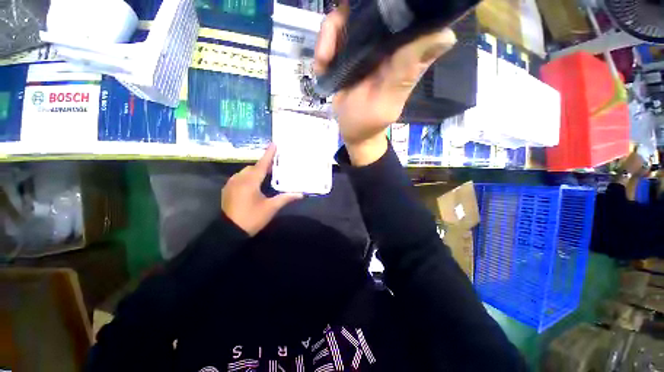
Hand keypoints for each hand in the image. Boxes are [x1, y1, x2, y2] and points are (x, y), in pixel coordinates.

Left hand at [221, 144, 302, 235]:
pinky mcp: (228, 189)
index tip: (274, 144)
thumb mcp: (270, 208)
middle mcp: (239, 179)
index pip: (262, 164)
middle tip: (275, 166)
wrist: (229, 231)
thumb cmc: (252, 218)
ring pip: (246, 172)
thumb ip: (285, 198)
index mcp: (250, 182)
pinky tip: (254, 183)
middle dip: (264, 165)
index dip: (269, 154)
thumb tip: (301, 194)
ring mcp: (231, 183)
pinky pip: (240, 177)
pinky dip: (248, 176)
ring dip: (256, 171)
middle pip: (254, 167)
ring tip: (266, 175)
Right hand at [314, 2, 456, 164]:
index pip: (408, 11)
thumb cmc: (370, 121)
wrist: (352, 131)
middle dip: (348, 16)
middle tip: (333, 42)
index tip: (376, 6)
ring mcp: (366, 45)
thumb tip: (447, 36)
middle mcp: (388, 42)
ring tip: (325, 60)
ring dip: (329, 34)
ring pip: (348, 16)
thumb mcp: (387, 100)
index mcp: (404, 51)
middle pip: (371, 7)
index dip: (394, 3)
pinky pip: (334, 34)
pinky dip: (323, 47)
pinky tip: (322, 67)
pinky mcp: (349, 53)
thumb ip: (406, 71)